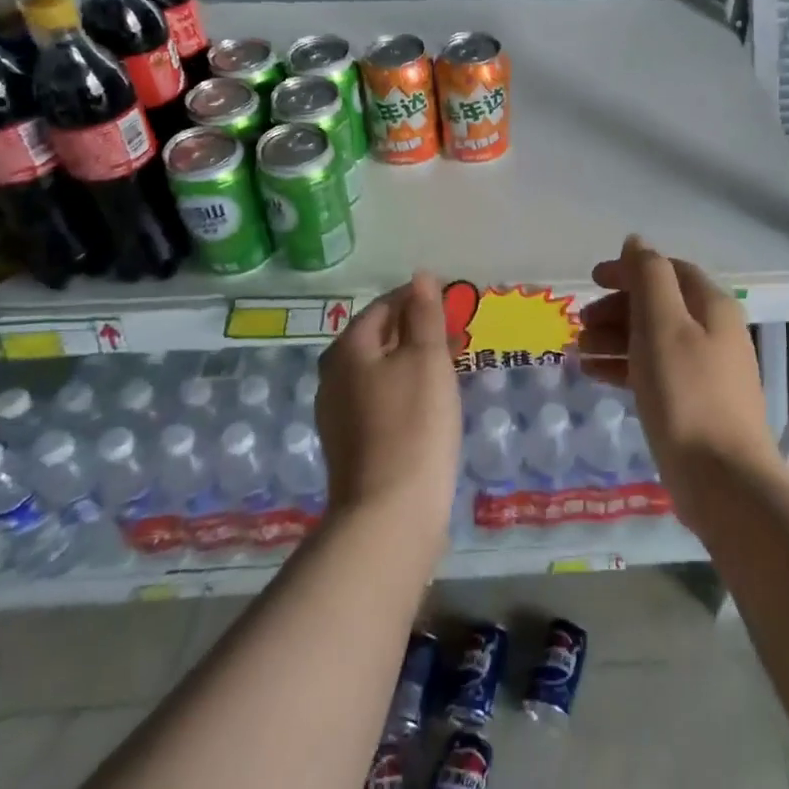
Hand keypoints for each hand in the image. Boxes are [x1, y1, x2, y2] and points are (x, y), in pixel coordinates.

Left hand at [315, 272, 461, 537]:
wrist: (389, 512)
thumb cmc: (414, 424)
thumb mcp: (426, 360)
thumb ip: (425, 315)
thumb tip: (420, 276)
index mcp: (348, 348)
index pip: (385, 306)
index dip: (418, 299)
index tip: (452, 304)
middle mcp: (333, 375)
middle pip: (378, 338)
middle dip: (415, 330)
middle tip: (455, 335)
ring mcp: (337, 412)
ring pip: (378, 370)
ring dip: (411, 361)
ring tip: (448, 366)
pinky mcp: (349, 443)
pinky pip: (378, 399)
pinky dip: (403, 389)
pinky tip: (427, 403)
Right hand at [577, 236, 783, 519]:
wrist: (722, 478)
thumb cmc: (687, 393)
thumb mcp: (662, 324)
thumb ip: (648, 277)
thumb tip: (636, 241)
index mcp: (711, 306)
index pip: (667, 271)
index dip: (628, 270)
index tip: (590, 282)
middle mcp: (713, 331)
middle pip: (659, 304)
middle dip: (617, 308)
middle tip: (580, 325)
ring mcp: (705, 369)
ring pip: (653, 339)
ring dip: (615, 337)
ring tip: (579, 351)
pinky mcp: (693, 402)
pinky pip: (654, 370)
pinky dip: (624, 366)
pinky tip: (595, 374)